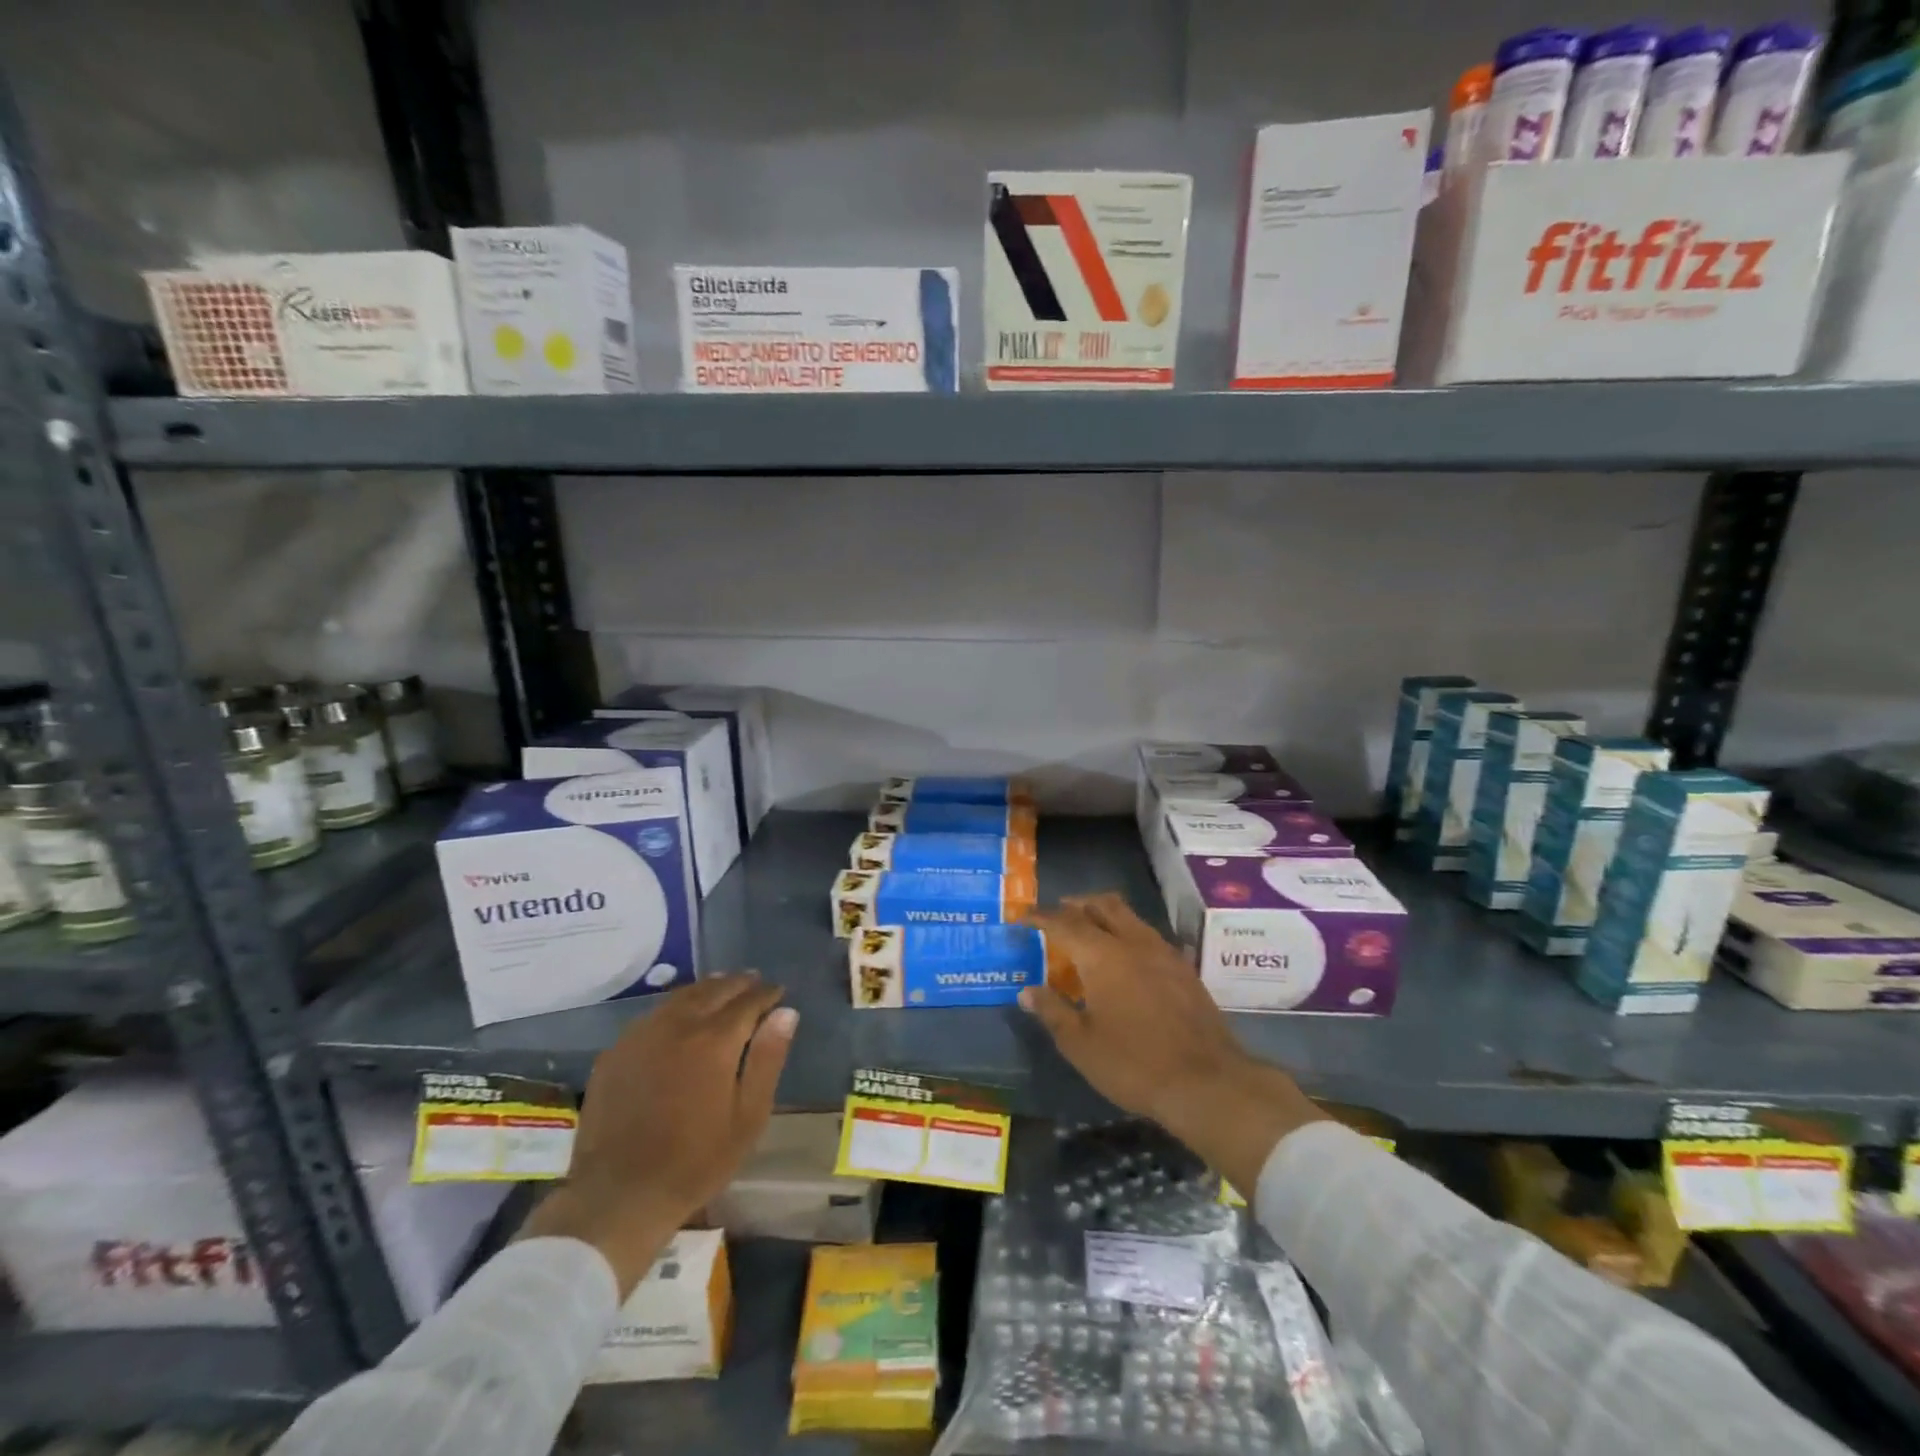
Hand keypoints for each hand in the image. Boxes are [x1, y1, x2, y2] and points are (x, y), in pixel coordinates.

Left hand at [519, 974, 796, 1294]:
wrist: (618, 1196)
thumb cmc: (695, 1162)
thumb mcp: (748, 1117)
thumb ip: (768, 1059)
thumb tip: (786, 1012)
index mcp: (714, 1040)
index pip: (748, 1001)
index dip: (767, 993)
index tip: (779, 992)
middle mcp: (677, 1025)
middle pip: (713, 990)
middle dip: (738, 983)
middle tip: (754, 982)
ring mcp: (641, 1035)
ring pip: (681, 997)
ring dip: (706, 990)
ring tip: (722, 991)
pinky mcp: (616, 1052)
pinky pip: (653, 1016)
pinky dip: (675, 1008)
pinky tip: (680, 1019)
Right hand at [1020, 894, 1324, 1196]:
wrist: (1207, 1082)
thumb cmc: (1134, 1064)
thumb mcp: (1081, 1044)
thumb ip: (1053, 1011)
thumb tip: (1027, 992)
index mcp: (1102, 955)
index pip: (1064, 923)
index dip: (1040, 917)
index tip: (1023, 917)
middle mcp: (1133, 942)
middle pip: (1103, 904)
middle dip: (1077, 904)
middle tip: (1059, 913)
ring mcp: (1164, 952)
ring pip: (1130, 916)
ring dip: (1105, 914)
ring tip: (1090, 931)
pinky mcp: (1184, 968)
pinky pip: (1149, 935)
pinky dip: (1129, 934)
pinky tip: (1126, 958)